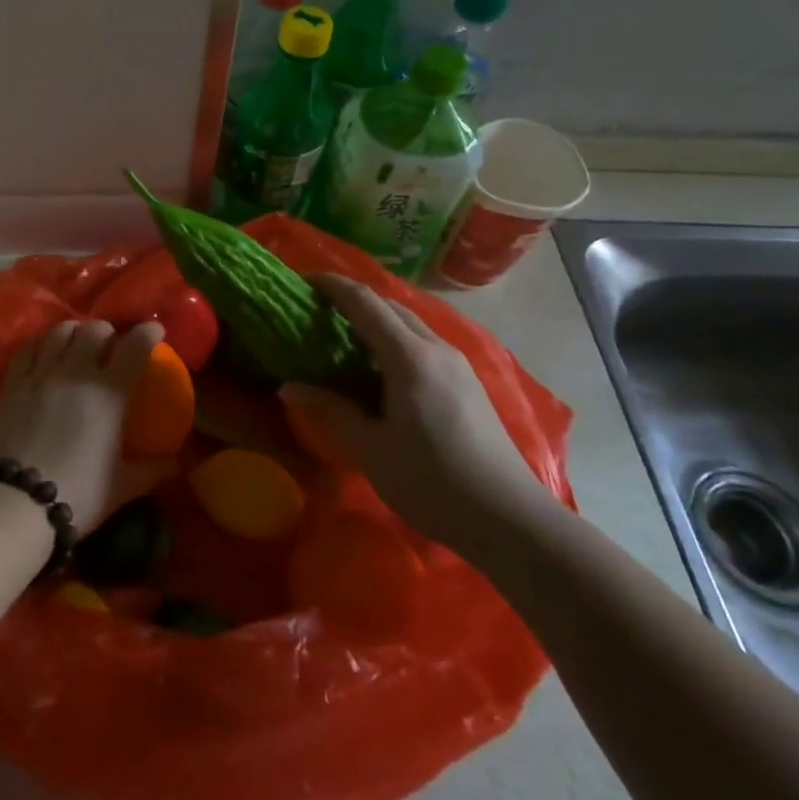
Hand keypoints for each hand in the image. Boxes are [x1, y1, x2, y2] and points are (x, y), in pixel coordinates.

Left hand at [0, 319, 162, 526]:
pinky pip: (29, 347)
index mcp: (109, 392)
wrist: (16, 504)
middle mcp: (77, 372)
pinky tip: (45, 351)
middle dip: (107, 332)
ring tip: (77, 343)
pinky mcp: (12, 382)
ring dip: (75, 331)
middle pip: (95, 329)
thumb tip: (175, 464)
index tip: (155, 331)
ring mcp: (41, 373)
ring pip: (60, 331)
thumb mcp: (122, 486)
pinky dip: (42, 343)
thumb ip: (151, 470)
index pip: (135, 346)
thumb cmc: (78, 494)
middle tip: (110, 344)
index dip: (148, 332)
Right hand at [280, 274, 547, 559]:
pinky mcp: (467, 382)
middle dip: (352, 299)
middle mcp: (435, 348)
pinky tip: (379, 367)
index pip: (365, 302)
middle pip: (389, 306)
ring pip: (409, 323)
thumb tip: (289, 387)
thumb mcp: (370, 449)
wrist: (509, 519)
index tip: (303, 281)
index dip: (332, 286)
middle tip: (316, 310)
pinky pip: (422, 342)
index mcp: (409, 357)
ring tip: (343, 336)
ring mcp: (456, 363)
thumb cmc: (432, 481)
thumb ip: (330, 411)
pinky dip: (393, 338)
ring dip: (375, 318)